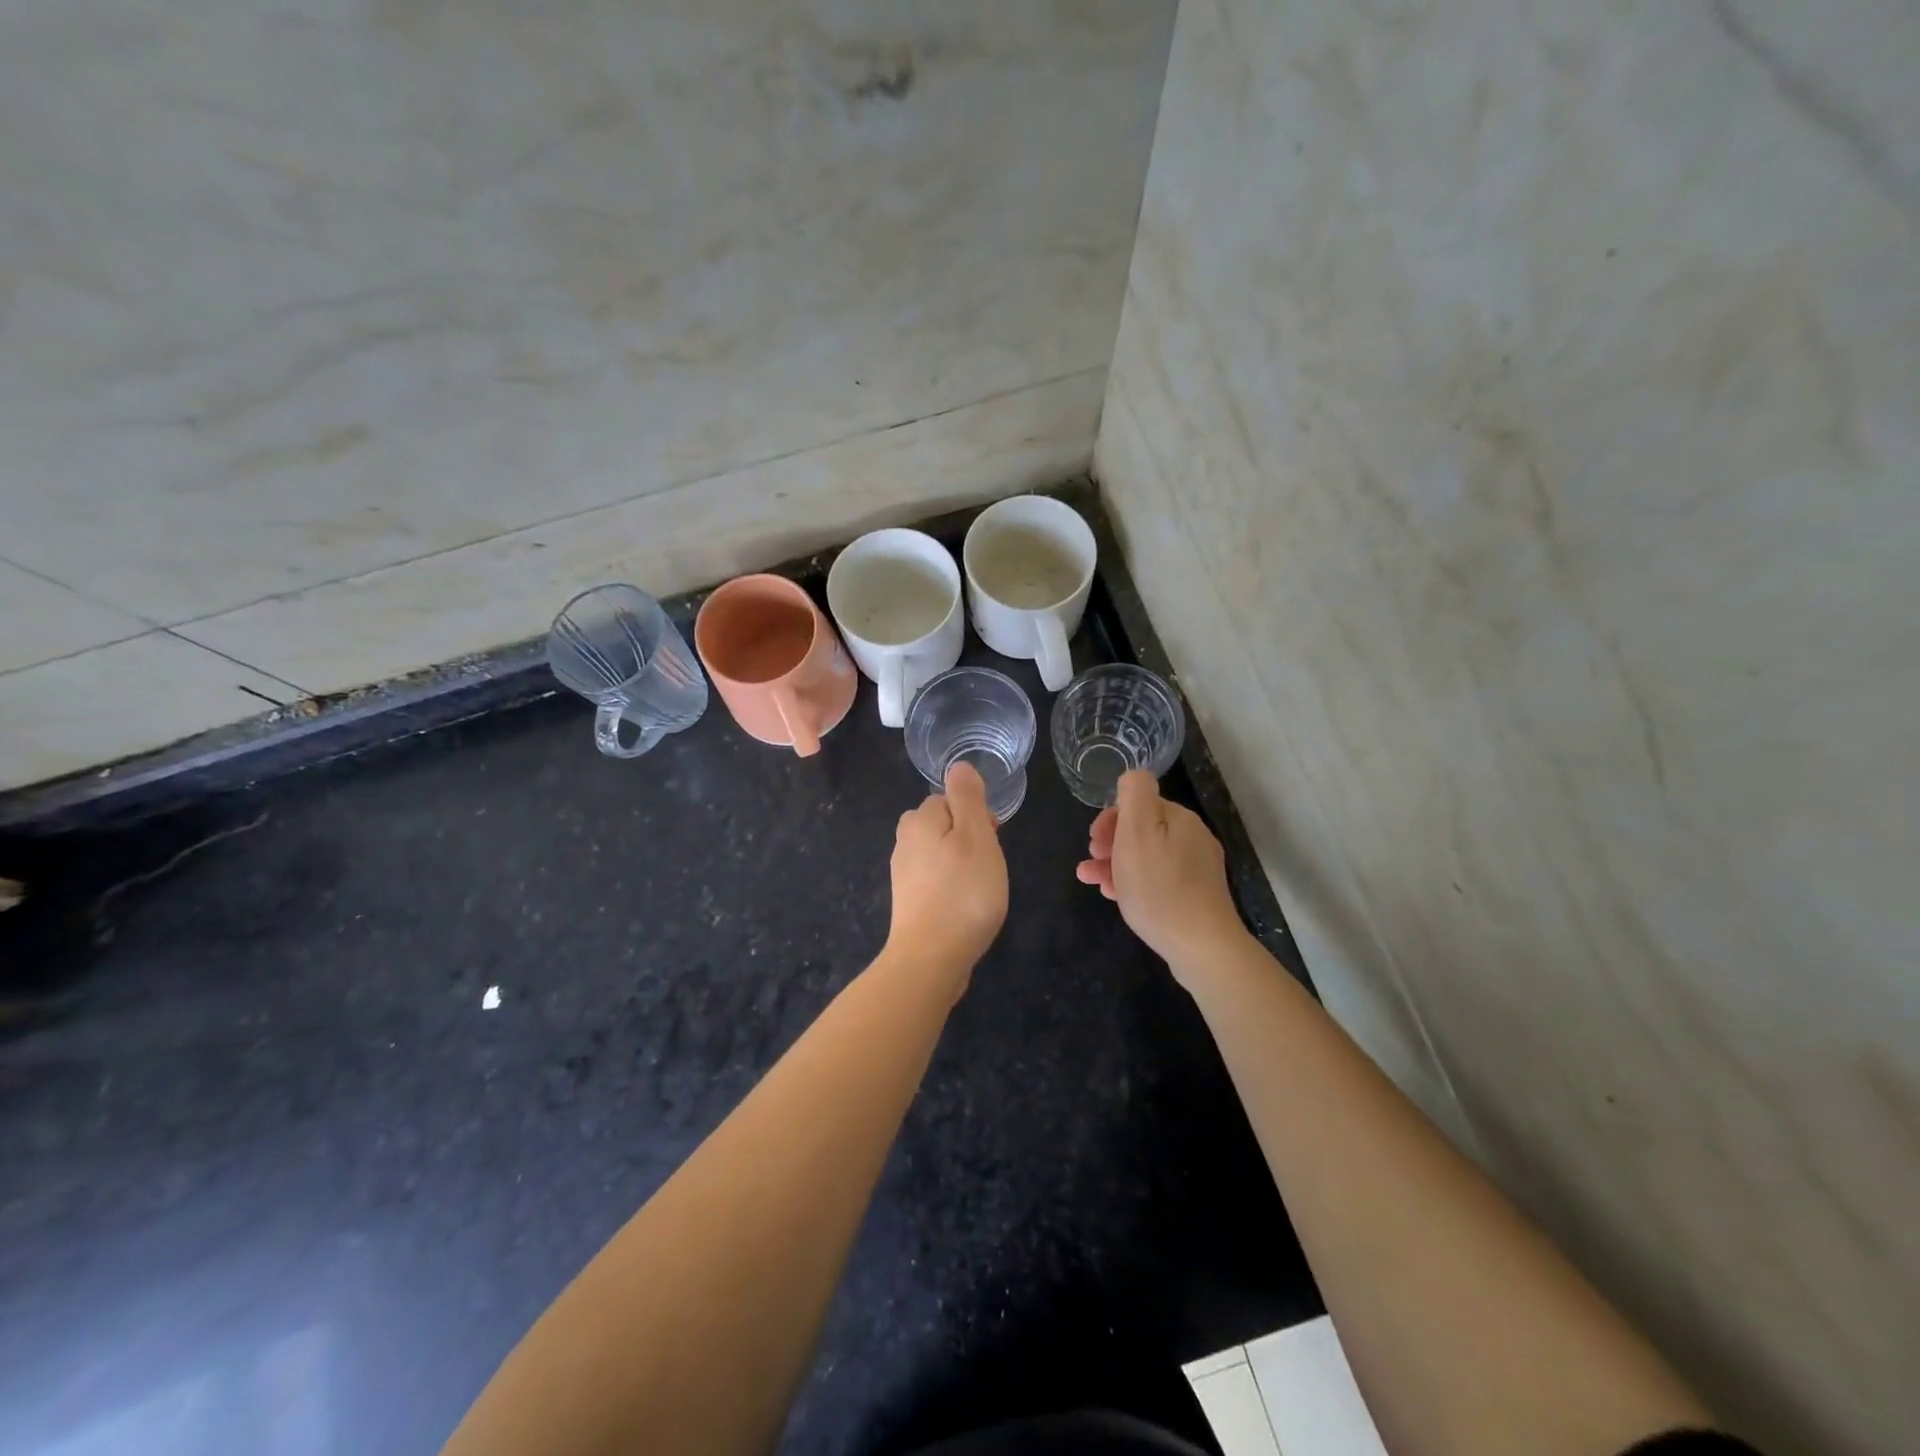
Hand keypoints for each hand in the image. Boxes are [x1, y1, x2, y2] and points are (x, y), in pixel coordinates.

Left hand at [885, 761, 1007, 996]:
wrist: (931, 959)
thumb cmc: (962, 892)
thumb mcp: (976, 835)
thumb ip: (968, 797)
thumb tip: (959, 766)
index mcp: (918, 820)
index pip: (947, 799)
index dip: (975, 814)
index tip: (993, 838)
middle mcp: (904, 842)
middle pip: (942, 824)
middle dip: (968, 837)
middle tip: (989, 864)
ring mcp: (904, 874)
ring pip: (939, 852)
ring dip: (961, 863)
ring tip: (981, 887)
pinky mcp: (909, 902)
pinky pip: (935, 879)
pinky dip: (952, 886)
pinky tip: (965, 906)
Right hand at [1076, 770, 1247, 983]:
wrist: (1201, 946)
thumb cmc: (1159, 887)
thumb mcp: (1137, 832)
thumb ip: (1134, 794)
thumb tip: (1133, 776)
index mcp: (1178, 818)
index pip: (1138, 804)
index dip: (1110, 819)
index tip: (1093, 842)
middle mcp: (1192, 837)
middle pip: (1142, 830)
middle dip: (1110, 843)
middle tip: (1090, 864)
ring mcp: (1197, 868)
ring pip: (1147, 857)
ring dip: (1116, 864)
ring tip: (1092, 881)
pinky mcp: (1196, 895)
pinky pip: (1158, 879)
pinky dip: (1134, 882)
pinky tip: (1116, 896)